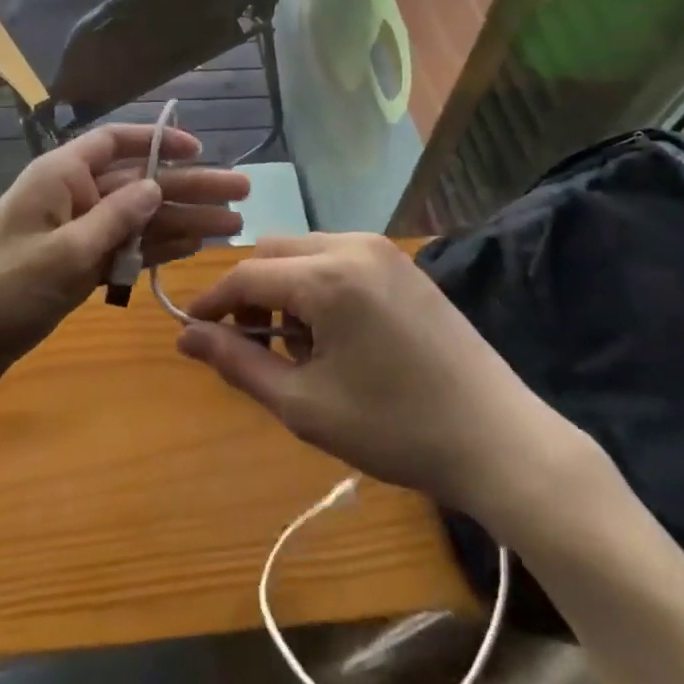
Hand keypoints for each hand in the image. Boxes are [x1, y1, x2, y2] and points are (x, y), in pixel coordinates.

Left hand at [0, 124, 248, 396]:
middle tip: (241, 195)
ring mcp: (76, 232)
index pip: (116, 142)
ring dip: (183, 221)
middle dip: (189, 188)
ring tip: (232, 226)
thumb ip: (114, 219)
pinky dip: (156, 248)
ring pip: (138, 218)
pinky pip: (125, 248)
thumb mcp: (62, 254)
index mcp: (61, 176)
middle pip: (139, 183)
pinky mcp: (76, 266)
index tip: (201, 149)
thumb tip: (156, 185)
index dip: (159, 140)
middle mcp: (72, 196)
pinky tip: (193, 247)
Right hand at [176, 233, 578, 514]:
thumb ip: (238, 364)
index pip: (247, 275)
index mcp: (326, 277)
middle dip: (250, 292)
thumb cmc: (394, 428)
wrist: (496, 437)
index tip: (190, 329)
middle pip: (274, 253)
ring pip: (305, 251)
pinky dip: (317, 284)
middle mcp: (351, 245)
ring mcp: (381, 249)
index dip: (213, 302)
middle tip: (249, 345)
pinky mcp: (401, 262)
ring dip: (284, 288)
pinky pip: (338, 257)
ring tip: (296, 346)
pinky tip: (332, 333)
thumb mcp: (304, 405)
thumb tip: (186, 337)